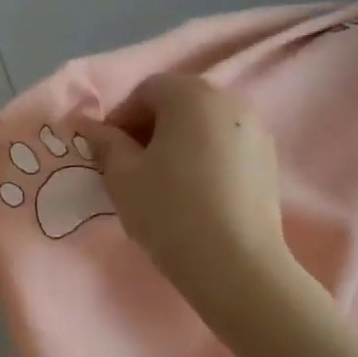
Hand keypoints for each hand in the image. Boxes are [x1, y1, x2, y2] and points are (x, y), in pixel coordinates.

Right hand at [74, 75, 298, 305]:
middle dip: (148, 128)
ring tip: (161, 181)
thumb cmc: (170, 210)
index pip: (145, 91)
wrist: (236, 265)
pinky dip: (203, 156)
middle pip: (176, 103)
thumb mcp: (122, 175)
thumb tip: (89, 126)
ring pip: (202, 124)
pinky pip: (224, 144)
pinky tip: (193, 192)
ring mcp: (255, 128)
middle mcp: (229, 100)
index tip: (107, 153)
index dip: (120, 119)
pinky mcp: (268, 158)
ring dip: (176, 142)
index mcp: (191, 94)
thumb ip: (104, 143)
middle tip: (130, 166)